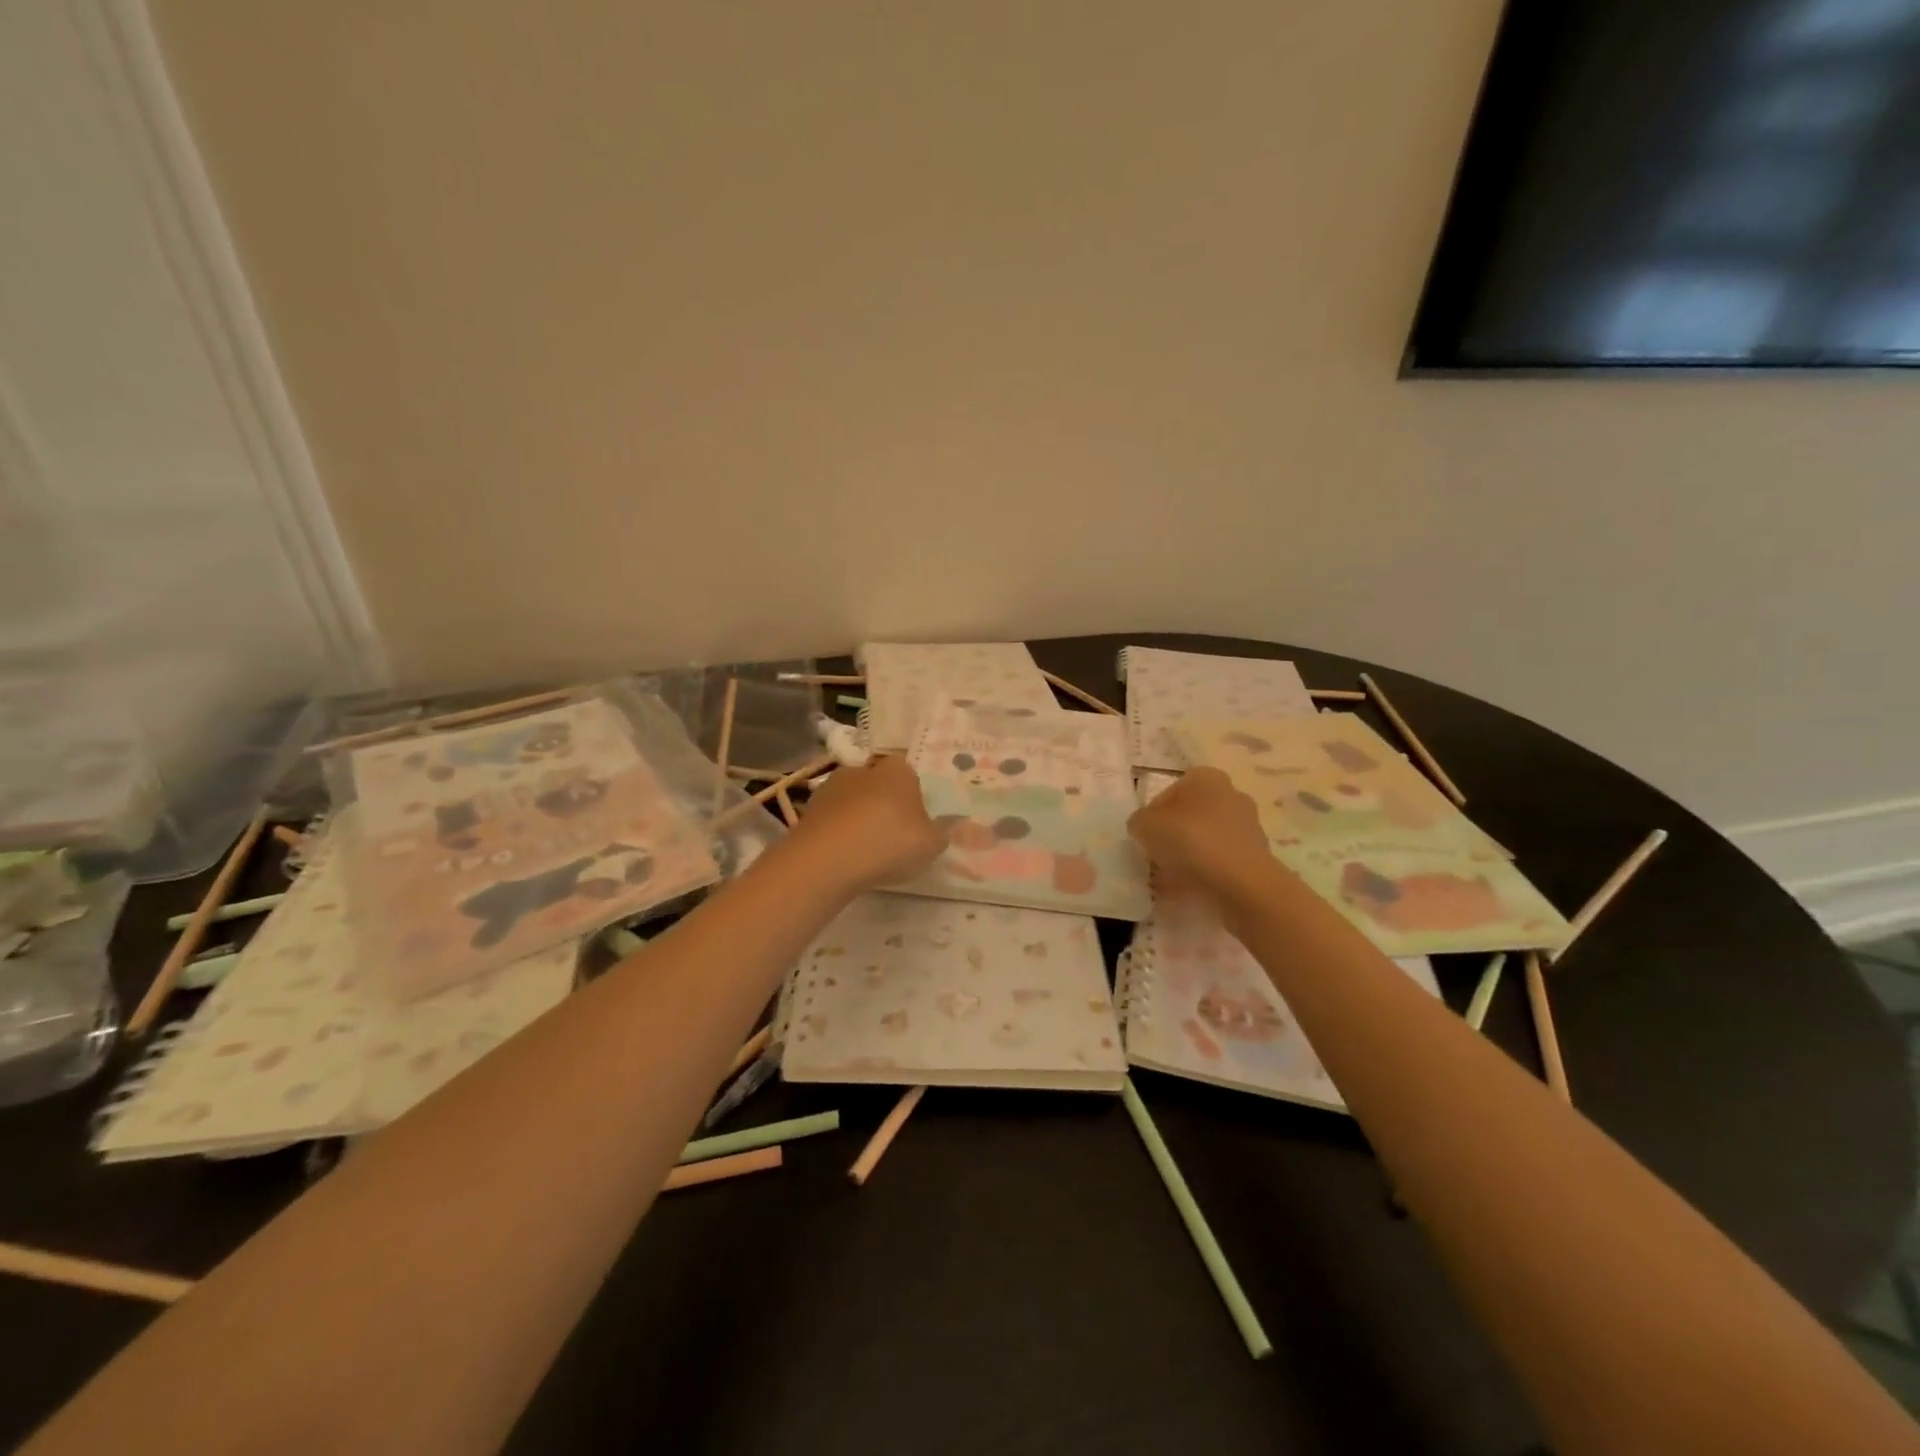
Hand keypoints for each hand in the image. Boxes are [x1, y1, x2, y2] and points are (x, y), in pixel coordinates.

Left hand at [785, 755, 944, 893]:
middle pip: (878, 785)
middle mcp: (862, 769)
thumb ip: (939, 834)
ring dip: (858, 820)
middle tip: (892, 838)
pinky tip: (844, 858)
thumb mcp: (931, 844)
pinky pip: (831, 821)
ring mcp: (831, 788)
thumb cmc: (890, 842)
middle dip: (883, 806)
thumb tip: (940, 828)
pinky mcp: (808, 810)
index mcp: (897, 770)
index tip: (915, 823)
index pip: (909, 775)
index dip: (913, 798)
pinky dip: (838, 834)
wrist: (827, 859)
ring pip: (852, 802)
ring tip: (865, 852)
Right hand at [1127, 767, 1272, 898]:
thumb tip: (1145, 828)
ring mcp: (1248, 825)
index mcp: (1206, 777)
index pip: (1168, 793)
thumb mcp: (1144, 826)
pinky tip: (1192, 888)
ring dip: (1189, 854)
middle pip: (1190, 815)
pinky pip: (1221, 860)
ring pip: (1206, 838)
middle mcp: (1231, 793)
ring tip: (1172, 878)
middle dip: (1173, 835)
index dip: (1152, 817)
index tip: (1146, 839)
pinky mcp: (1257, 855)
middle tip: (1157, 857)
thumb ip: (1139, 821)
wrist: (1242, 884)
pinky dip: (1206, 871)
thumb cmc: (1190, 842)